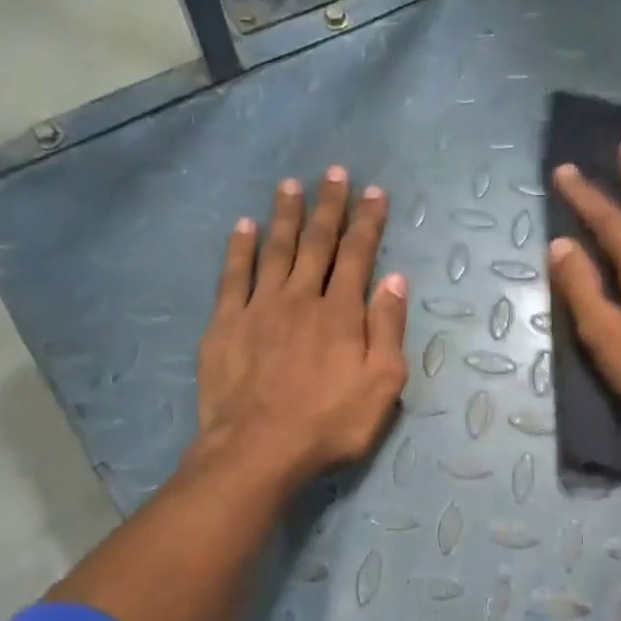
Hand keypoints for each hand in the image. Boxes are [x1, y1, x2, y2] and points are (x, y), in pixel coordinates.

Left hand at [194, 166, 409, 485]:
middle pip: (317, 243)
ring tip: (290, 185)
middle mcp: (301, 298)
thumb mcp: (382, 383)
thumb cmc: (330, 421)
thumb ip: (388, 328)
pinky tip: (242, 227)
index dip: (368, 222)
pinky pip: (233, 277)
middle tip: (334, 173)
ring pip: (275, 250)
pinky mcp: (226, 324)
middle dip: (329, 206)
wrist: (259, 448)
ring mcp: (260, 308)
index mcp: (341, 313)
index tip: (374, 192)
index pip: (358, 255)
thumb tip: (394, 279)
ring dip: (285, 216)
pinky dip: (239, 250)